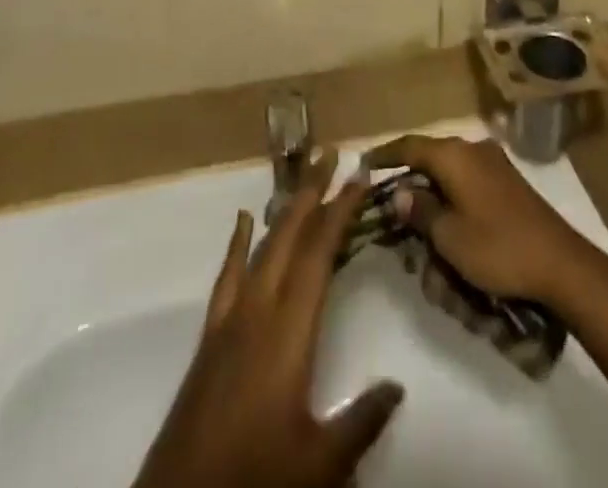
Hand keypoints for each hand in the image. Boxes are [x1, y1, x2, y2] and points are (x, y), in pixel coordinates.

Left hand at [134, 149, 404, 487]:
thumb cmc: (254, 479)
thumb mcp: (319, 464)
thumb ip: (360, 421)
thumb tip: (396, 385)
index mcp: (288, 331)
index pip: (320, 255)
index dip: (340, 211)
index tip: (360, 176)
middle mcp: (258, 311)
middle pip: (289, 236)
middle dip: (311, 191)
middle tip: (331, 153)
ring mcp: (230, 320)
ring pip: (262, 247)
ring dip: (284, 208)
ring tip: (302, 175)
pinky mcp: (211, 336)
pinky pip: (228, 275)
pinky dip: (238, 243)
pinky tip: (244, 220)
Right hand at [360, 135, 607, 309]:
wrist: (560, 263)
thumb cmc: (497, 247)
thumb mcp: (449, 236)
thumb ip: (419, 210)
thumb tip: (398, 192)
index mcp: (454, 154)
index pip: (409, 146)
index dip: (384, 156)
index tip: (362, 166)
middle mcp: (472, 149)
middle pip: (429, 160)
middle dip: (410, 188)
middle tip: (391, 215)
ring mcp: (493, 164)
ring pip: (449, 176)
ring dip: (433, 202)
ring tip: (422, 237)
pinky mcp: (507, 183)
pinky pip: (468, 186)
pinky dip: (453, 204)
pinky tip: (450, 232)